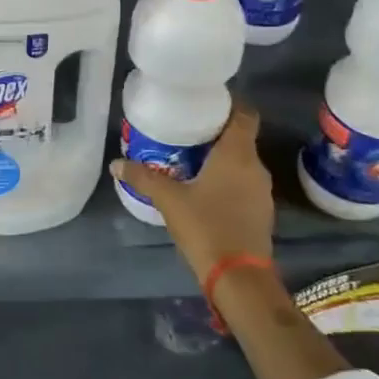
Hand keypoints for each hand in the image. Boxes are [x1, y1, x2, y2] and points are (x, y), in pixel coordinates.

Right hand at [111, 103, 274, 284]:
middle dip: (216, 132)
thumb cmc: (206, 227)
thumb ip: (143, 177)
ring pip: (242, 163)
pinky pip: (243, 185)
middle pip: (241, 138)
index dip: (230, 104)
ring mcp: (261, 192)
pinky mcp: (261, 213)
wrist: (238, 277)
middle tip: (187, 130)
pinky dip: (227, 181)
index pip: (245, 114)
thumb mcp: (169, 200)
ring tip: (191, 159)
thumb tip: (116, 163)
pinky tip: (204, 190)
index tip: (206, 102)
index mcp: (238, 155)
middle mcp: (255, 167)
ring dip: (221, 159)